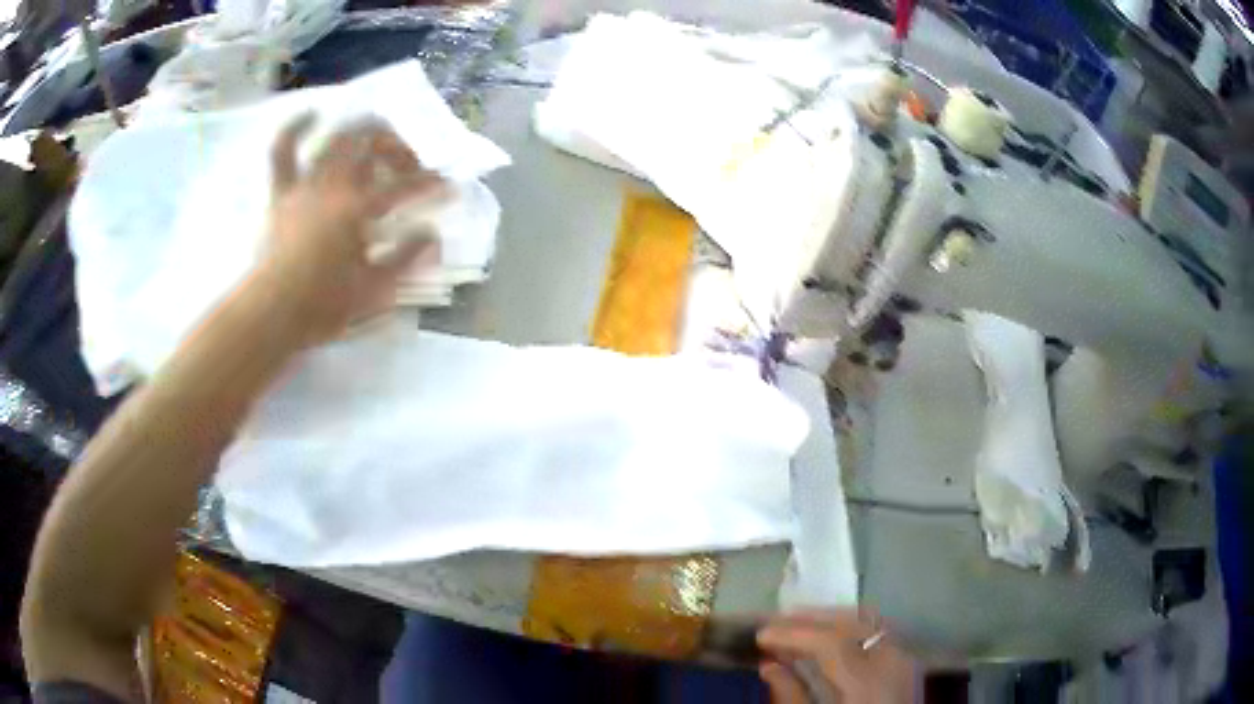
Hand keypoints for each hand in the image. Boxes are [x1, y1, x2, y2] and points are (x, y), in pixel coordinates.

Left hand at [253, 115, 445, 346]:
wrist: (271, 314)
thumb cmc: (323, 306)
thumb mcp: (374, 290)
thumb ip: (406, 259)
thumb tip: (433, 235)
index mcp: (359, 209)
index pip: (404, 187)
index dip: (431, 184)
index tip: (448, 186)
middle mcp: (334, 185)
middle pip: (370, 145)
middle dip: (395, 147)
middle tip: (406, 166)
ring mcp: (305, 184)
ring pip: (335, 140)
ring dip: (359, 133)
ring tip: (373, 138)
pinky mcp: (281, 192)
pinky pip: (282, 151)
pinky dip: (295, 128)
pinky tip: (311, 114)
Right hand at [757, 609, 917, 703]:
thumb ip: (793, 697)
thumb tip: (768, 666)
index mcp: (869, 683)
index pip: (830, 642)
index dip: (793, 634)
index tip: (762, 635)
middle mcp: (893, 661)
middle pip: (852, 623)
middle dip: (811, 619)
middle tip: (776, 623)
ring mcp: (905, 658)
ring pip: (868, 621)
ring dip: (831, 619)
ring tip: (798, 626)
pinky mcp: (907, 662)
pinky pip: (878, 631)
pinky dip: (850, 627)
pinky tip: (829, 638)